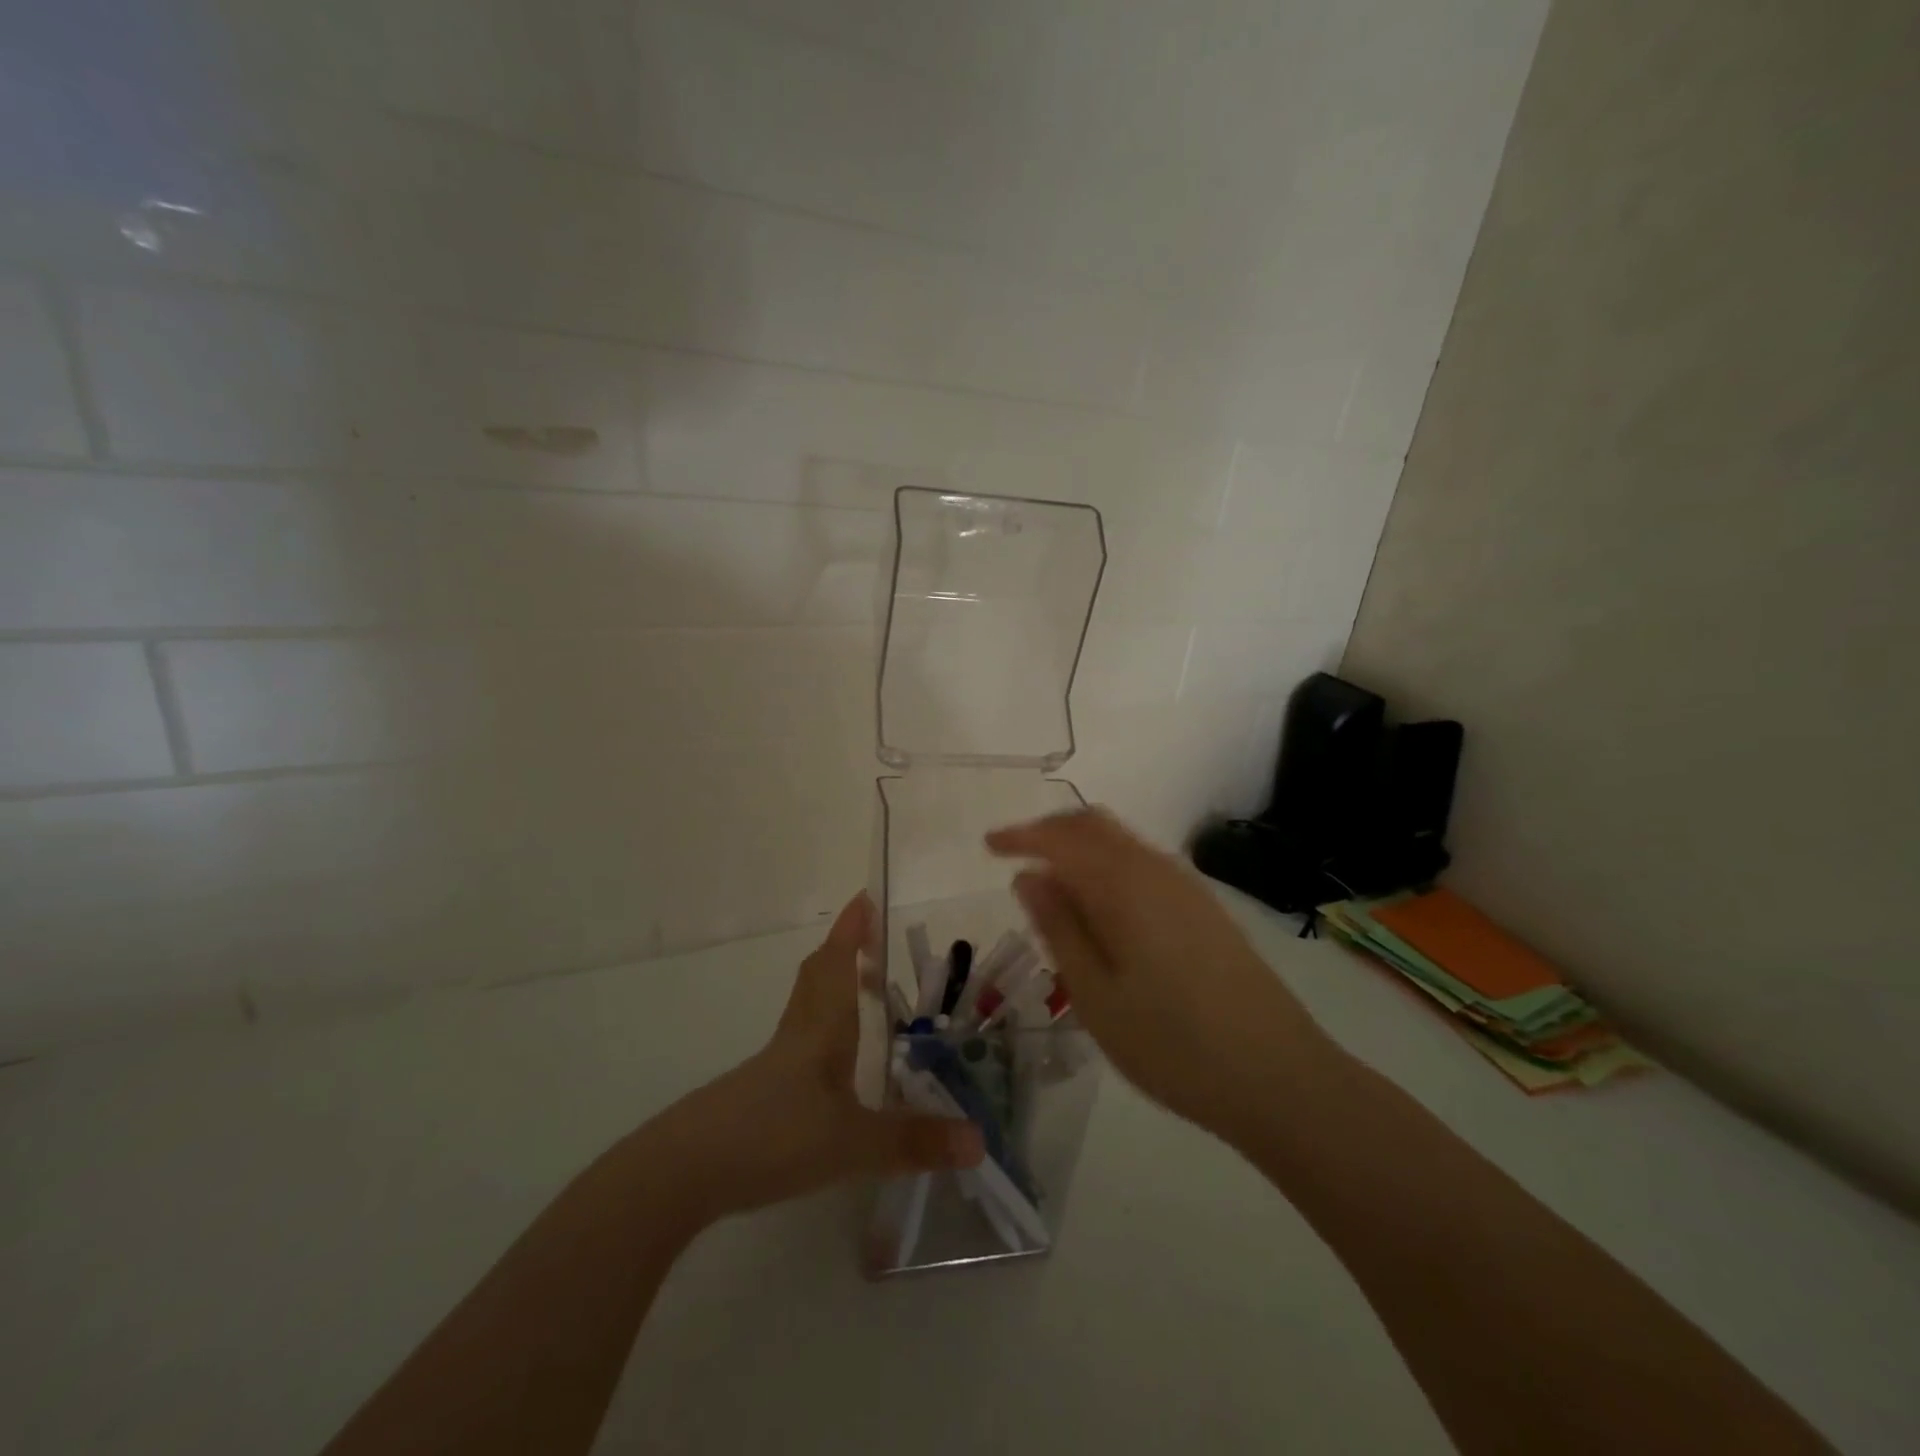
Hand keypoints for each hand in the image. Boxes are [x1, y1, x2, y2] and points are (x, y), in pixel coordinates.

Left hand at [642, 893, 983, 1225]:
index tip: (866, 897)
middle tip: (873, 938)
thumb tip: (978, 1141)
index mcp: (822, 1027)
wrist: (685, 1170)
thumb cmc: (773, 1137)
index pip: (838, 962)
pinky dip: (821, 1025)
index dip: (852, 928)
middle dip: (844, 949)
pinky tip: (833, 1060)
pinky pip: (798, 1036)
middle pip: (818, 975)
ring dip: (833, 984)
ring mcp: (774, 1060)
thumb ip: (914, 1141)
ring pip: (807, 1004)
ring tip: (863, 990)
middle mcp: (798, 1032)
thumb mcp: (852, 1144)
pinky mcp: (759, 1089)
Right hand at [986, 809, 1333, 1143]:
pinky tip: (1100, 912)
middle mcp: (1157, 869)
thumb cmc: (1173, 1044)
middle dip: (1050, 833)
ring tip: (1051, 890)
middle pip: (1094, 825)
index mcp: (1124, 885)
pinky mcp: (1204, 909)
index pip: (1061, 837)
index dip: (1020, 836)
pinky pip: (1142, 865)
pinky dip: (1108, 868)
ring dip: (1080, 850)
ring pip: (1121, 843)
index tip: (988, 847)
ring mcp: (1186, 887)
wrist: (1280, 1077)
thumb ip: (1059, 928)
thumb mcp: (1095, 996)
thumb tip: (1028, 877)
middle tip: (1015, 859)